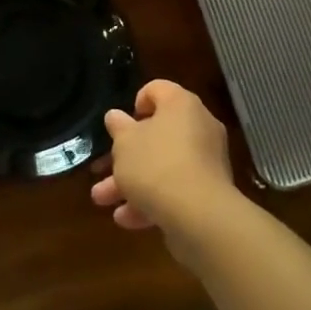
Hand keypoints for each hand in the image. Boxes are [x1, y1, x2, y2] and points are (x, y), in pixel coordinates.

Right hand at [90, 80, 236, 239]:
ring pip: (162, 166)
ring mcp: (206, 161)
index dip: (136, 102)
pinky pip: (176, 189)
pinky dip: (152, 201)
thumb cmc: (156, 165)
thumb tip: (115, 116)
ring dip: (131, 183)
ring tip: (103, 201)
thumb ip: (118, 128)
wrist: (198, 215)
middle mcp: (199, 127)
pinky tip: (127, 220)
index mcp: (181, 105)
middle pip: (156, 134)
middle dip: (125, 156)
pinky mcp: (209, 192)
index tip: (121, 124)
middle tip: (101, 169)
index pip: (157, 90)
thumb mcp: (125, 143)